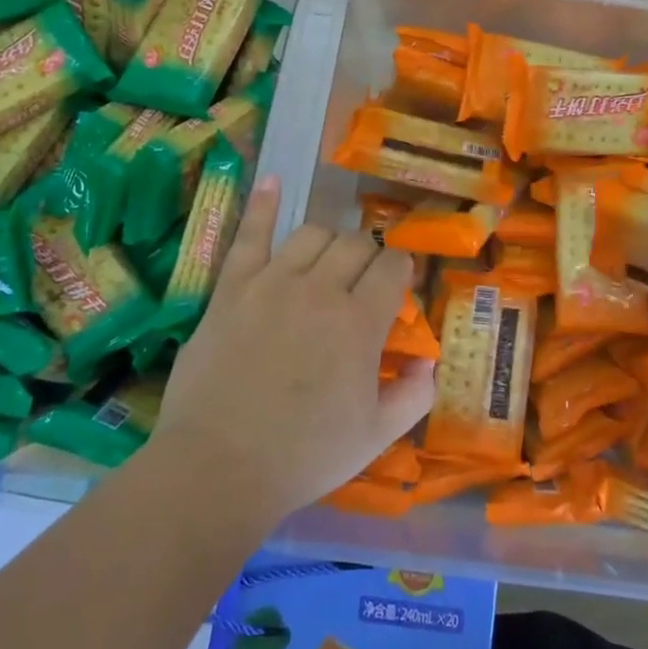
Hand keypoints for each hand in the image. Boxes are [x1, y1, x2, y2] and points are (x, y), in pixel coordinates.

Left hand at [154, 175, 435, 525]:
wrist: (218, 467)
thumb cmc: (304, 456)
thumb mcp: (375, 436)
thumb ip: (414, 395)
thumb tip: (429, 361)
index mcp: (360, 323)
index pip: (392, 269)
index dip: (400, 271)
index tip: (397, 283)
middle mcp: (321, 290)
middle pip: (355, 245)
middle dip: (367, 256)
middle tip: (362, 281)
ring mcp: (272, 283)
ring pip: (312, 234)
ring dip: (328, 241)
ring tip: (327, 260)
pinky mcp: (232, 289)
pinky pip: (249, 236)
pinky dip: (262, 205)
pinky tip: (272, 181)